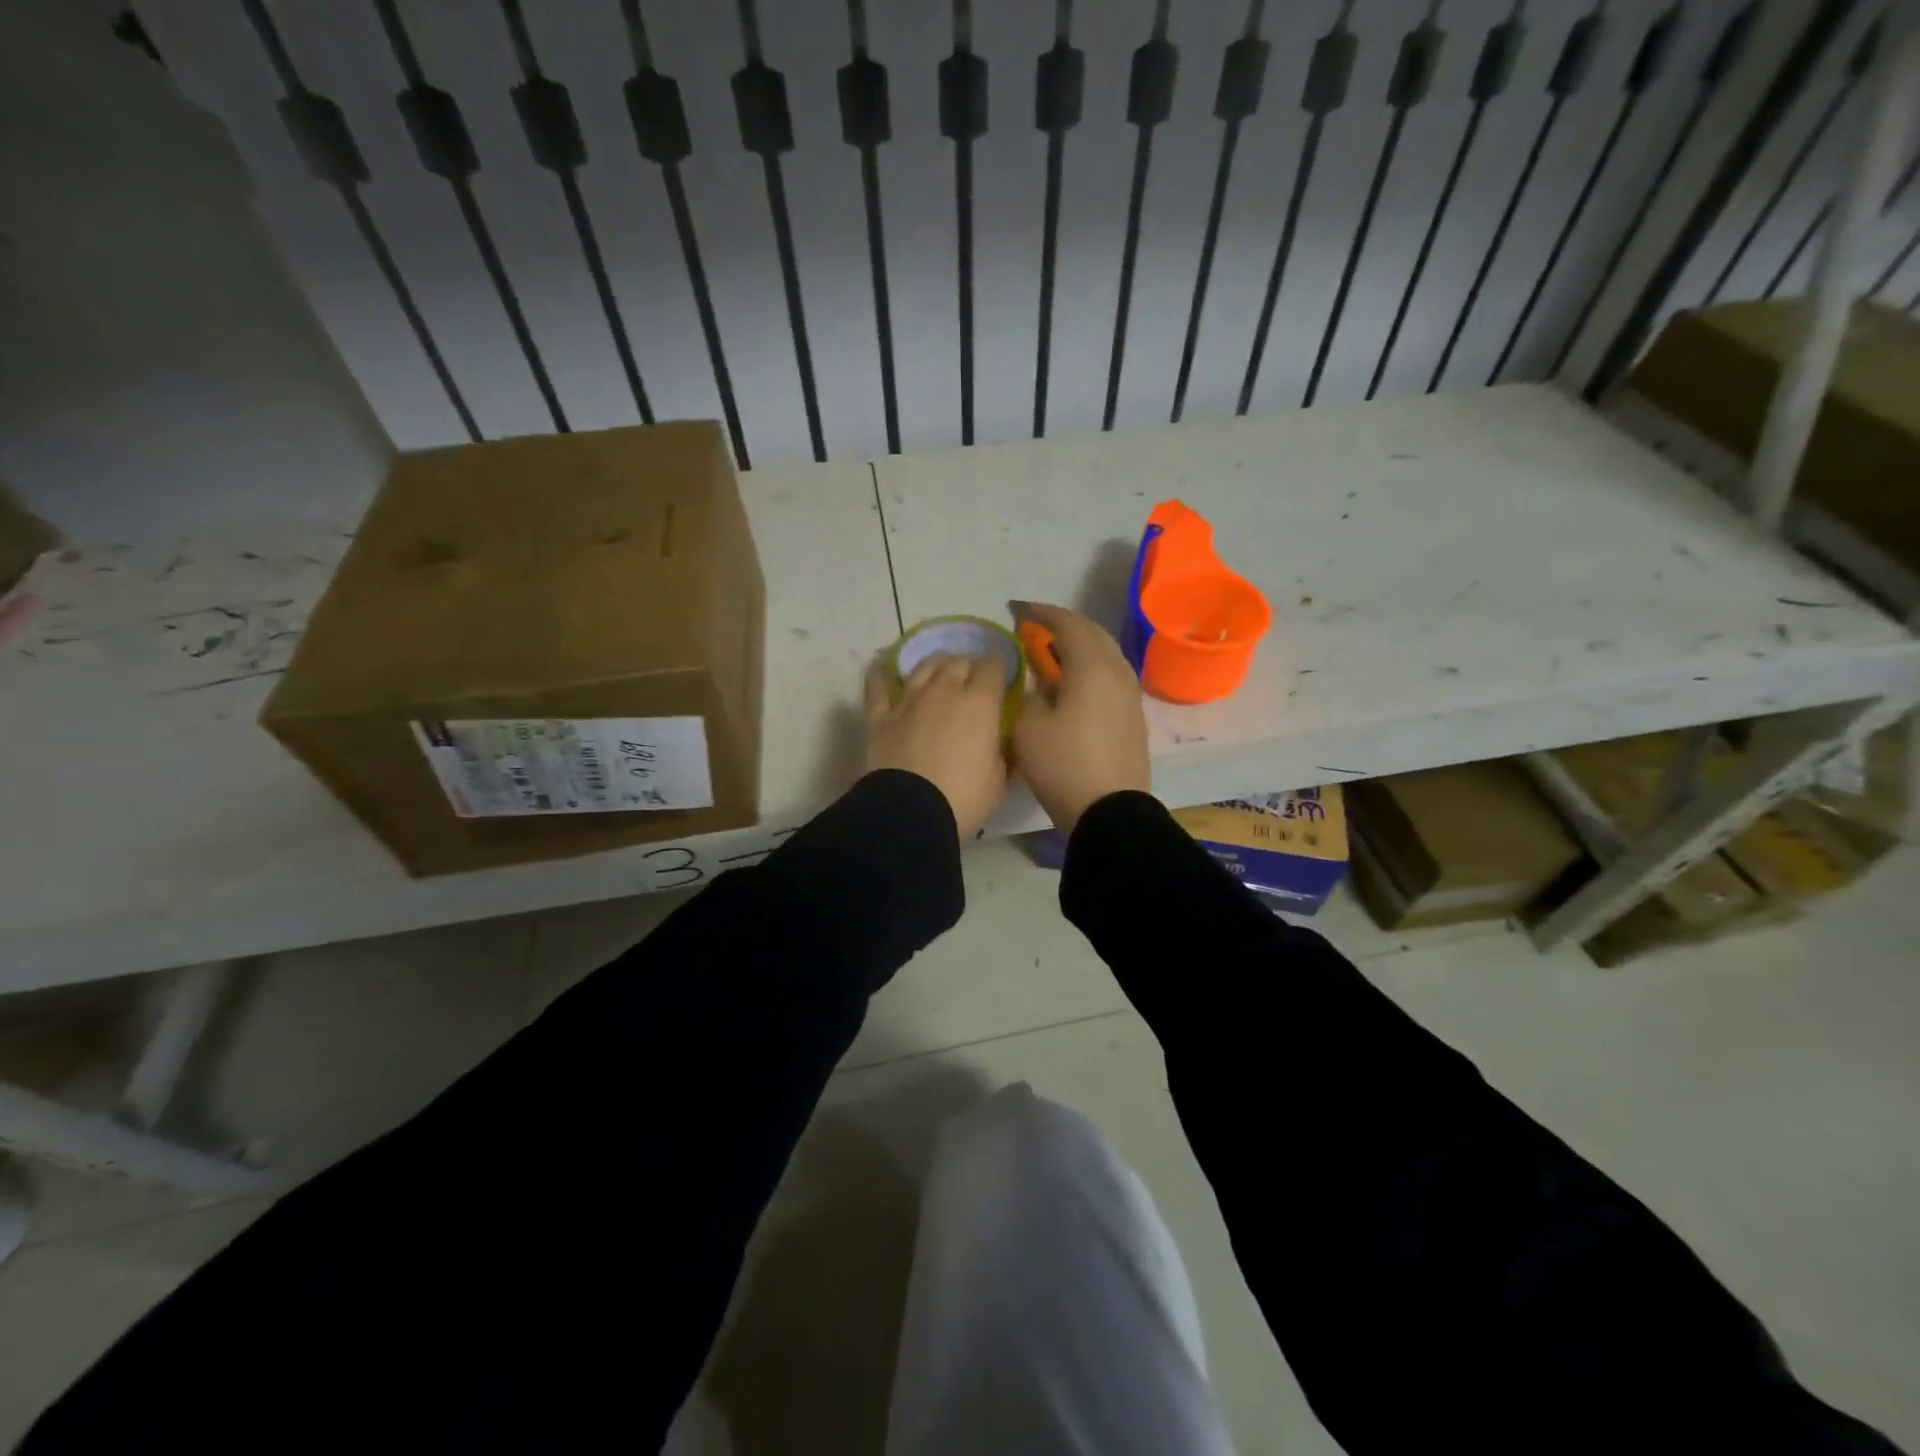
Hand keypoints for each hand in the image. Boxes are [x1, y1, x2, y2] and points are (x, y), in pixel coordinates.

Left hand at [864, 652, 1009, 838]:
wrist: (910, 811)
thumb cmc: (963, 797)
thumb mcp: (999, 779)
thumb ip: (1000, 751)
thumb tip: (997, 740)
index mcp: (980, 703)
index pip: (993, 667)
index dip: (999, 667)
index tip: (1002, 675)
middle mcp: (944, 691)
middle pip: (959, 662)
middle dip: (969, 665)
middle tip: (972, 679)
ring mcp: (909, 700)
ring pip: (924, 666)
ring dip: (936, 664)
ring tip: (940, 670)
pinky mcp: (881, 716)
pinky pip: (878, 686)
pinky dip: (880, 675)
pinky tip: (881, 668)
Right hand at [1012, 603, 1149, 833]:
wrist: (1109, 812)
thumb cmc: (1063, 764)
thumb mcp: (1029, 726)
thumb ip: (1033, 693)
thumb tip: (1044, 685)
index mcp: (1092, 667)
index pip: (1067, 624)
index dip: (1041, 614)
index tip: (1018, 612)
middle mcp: (1118, 673)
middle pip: (1093, 634)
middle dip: (1064, 625)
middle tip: (1036, 629)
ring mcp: (1131, 695)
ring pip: (1107, 655)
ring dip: (1081, 646)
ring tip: (1055, 654)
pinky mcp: (1134, 717)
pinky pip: (1112, 677)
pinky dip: (1092, 668)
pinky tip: (1076, 683)